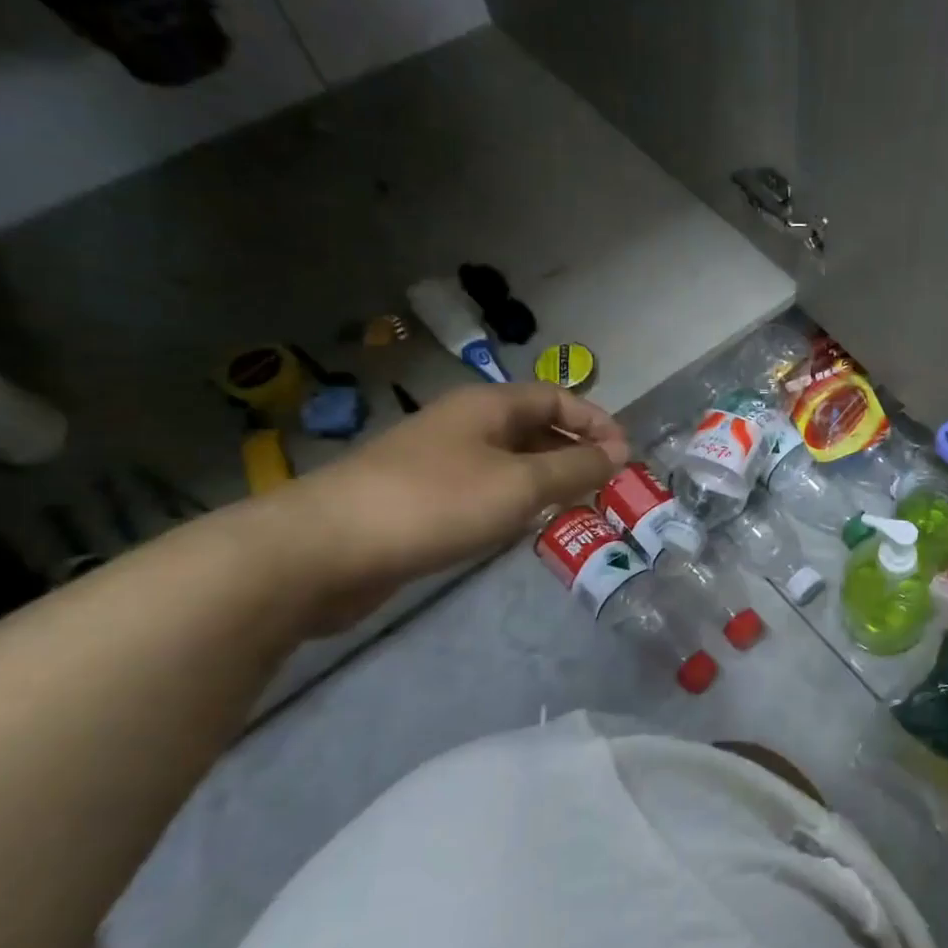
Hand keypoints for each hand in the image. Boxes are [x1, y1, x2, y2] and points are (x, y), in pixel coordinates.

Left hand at [264, 384, 628, 629]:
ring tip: (577, 508)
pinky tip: (523, 527)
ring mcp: (438, 462)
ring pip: (509, 461)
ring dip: (547, 479)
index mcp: (487, 406)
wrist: (323, 550)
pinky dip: (514, 501)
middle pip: (534, 427)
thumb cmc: (434, 503)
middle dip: (575, 451)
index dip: (595, 420)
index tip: (625, 455)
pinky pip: (485, 489)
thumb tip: (620, 453)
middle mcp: (464, 425)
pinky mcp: (421, 499)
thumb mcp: (520, 484)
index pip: (556, 396)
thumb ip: (576, 468)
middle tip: (607, 486)